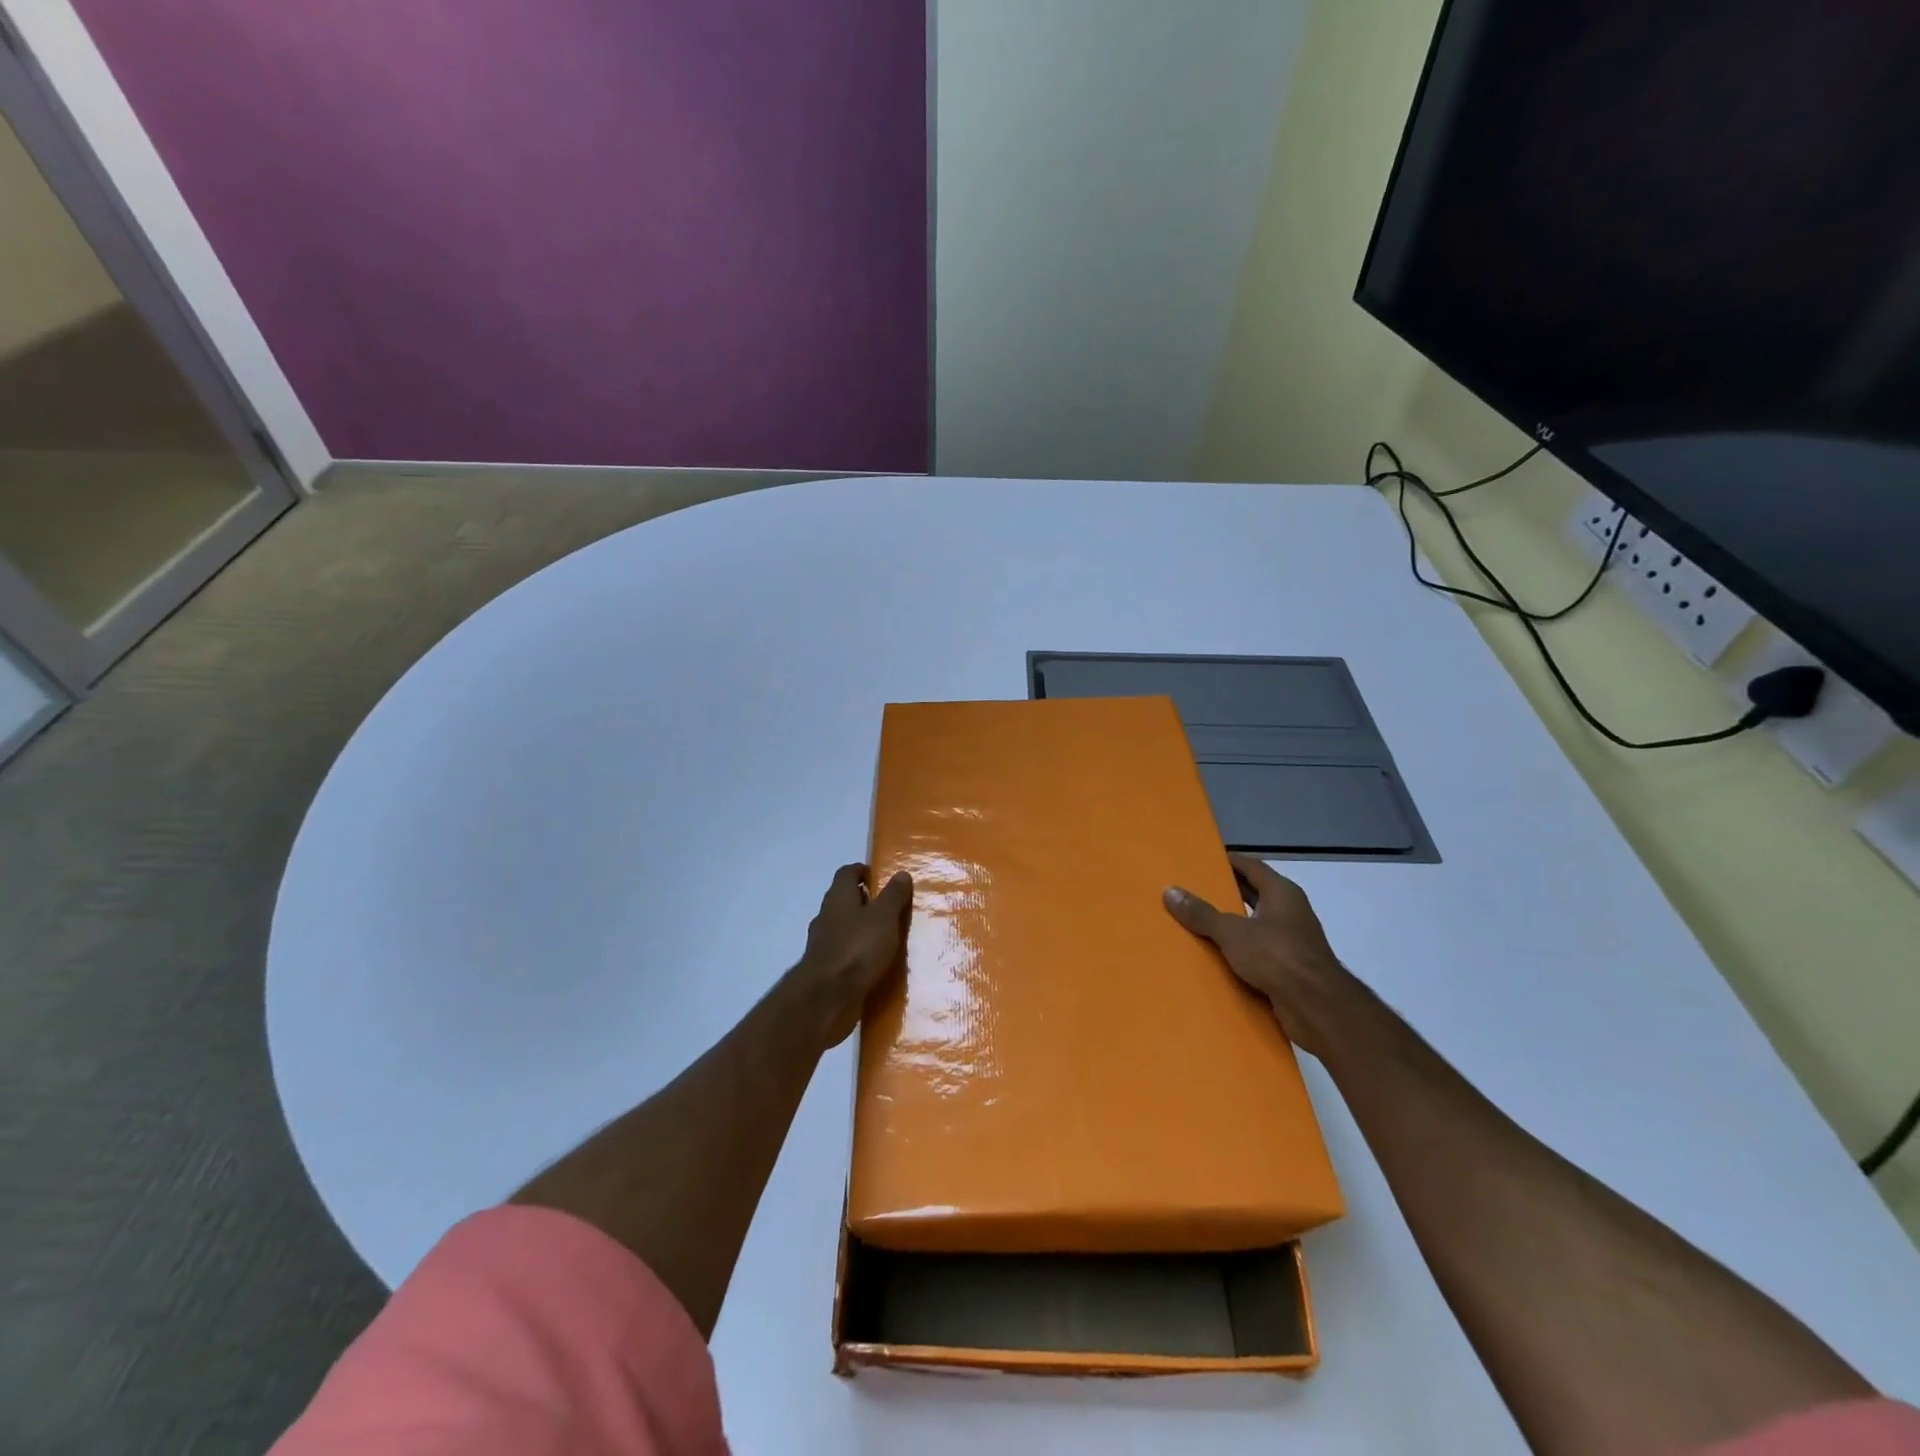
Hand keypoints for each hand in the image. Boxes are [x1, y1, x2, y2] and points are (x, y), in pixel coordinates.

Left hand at [790, 863, 913, 1047]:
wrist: (828, 998)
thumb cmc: (858, 948)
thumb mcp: (884, 917)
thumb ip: (893, 895)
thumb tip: (901, 874)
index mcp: (838, 897)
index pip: (847, 873)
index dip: (863, 871)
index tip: (882, 878)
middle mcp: (827, 916)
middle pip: (845, 900)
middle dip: (867, 901)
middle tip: (893, 909)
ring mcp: (824, 944)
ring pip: (845, 928)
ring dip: (863, 930)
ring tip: (890, 938)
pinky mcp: (826, 969)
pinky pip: (846, 953)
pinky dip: (859, 954)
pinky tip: (877, 964)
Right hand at [1163, 853, 1355, 1058]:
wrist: (1317, 1006)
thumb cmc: (1277, 956)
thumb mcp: (1231, 932)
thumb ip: (1201, 913)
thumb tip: (1170, 891)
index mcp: (1281, 892)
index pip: (1251, 866)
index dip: (1228, 861)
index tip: (1203, 860)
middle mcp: (1290, 911)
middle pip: (1254, 894)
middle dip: (1227, 892)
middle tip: (1194, 889)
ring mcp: (1293, 940)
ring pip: (1256, 924)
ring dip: (1232, 923)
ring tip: (1198, 922)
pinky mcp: (1291, 968)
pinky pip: (1259, 951)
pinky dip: (1240, 950)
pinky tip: (1216, 955)